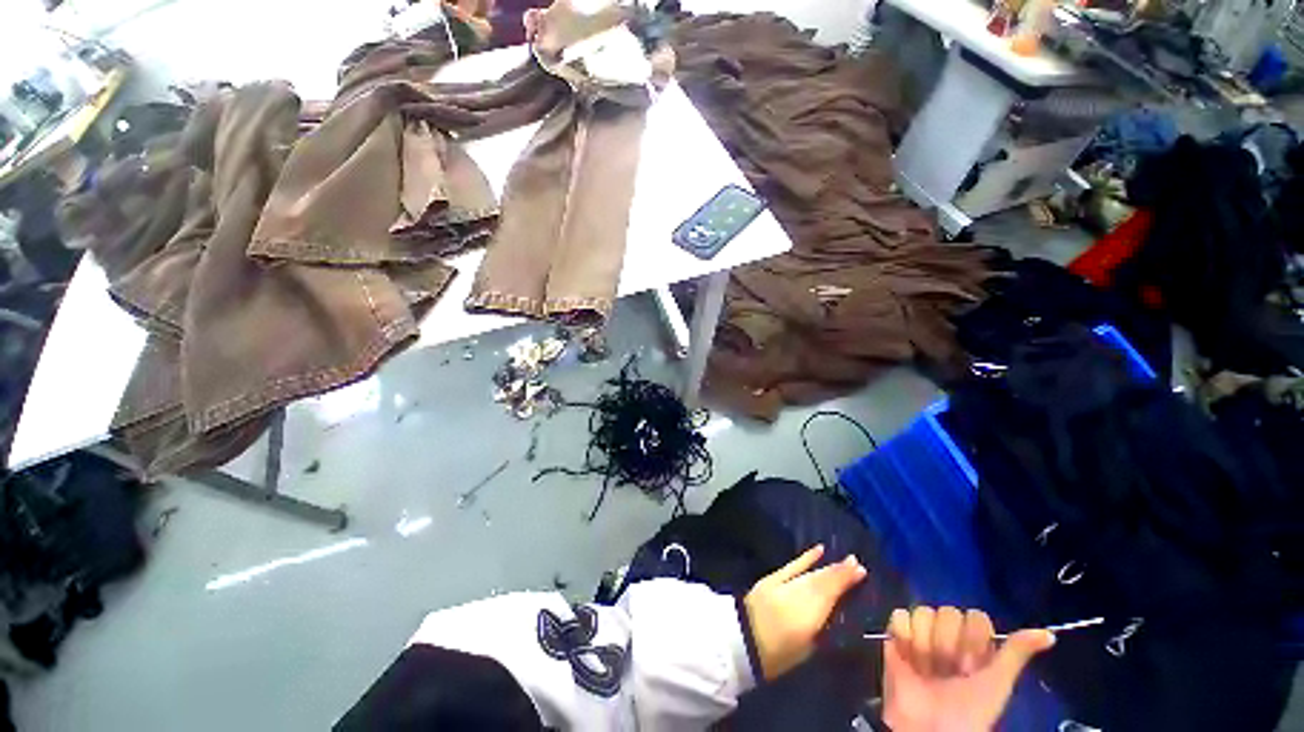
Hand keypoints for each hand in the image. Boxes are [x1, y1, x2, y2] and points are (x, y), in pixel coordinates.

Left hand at [743, 545, 866, 679]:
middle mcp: (797, 596)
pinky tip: (819, 549)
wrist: (740, 641)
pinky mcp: (771, 579)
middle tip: (857, 563)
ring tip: (845, 561)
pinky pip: (792, 566)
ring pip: (810, 574)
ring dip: (828, 567)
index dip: (845, 582)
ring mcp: (783, 585)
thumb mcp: (806, 650)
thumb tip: (837, 614)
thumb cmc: (776, 656)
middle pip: (821, 581)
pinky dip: (806, 558)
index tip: (862, 571)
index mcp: (807, 618)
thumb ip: (822, 630)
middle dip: (840, 572)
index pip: (830, 594)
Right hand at [882, 607, 1054, 731]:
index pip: (974, 617)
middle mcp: (948, 635)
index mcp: (975, 645)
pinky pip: (899, 616)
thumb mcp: (998, 684)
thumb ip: (1016, 654)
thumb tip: (1050, 635)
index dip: (973, 640)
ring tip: (925, 668)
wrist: (927, 729)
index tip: (973, 666)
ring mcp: (920, 635)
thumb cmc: (969, 711)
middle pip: (947, 612)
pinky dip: (903, 634)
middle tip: (948, 670)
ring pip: (922, 612)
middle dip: (947, 644)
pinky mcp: (895, 636)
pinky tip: (907, 656)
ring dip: (924, 643)